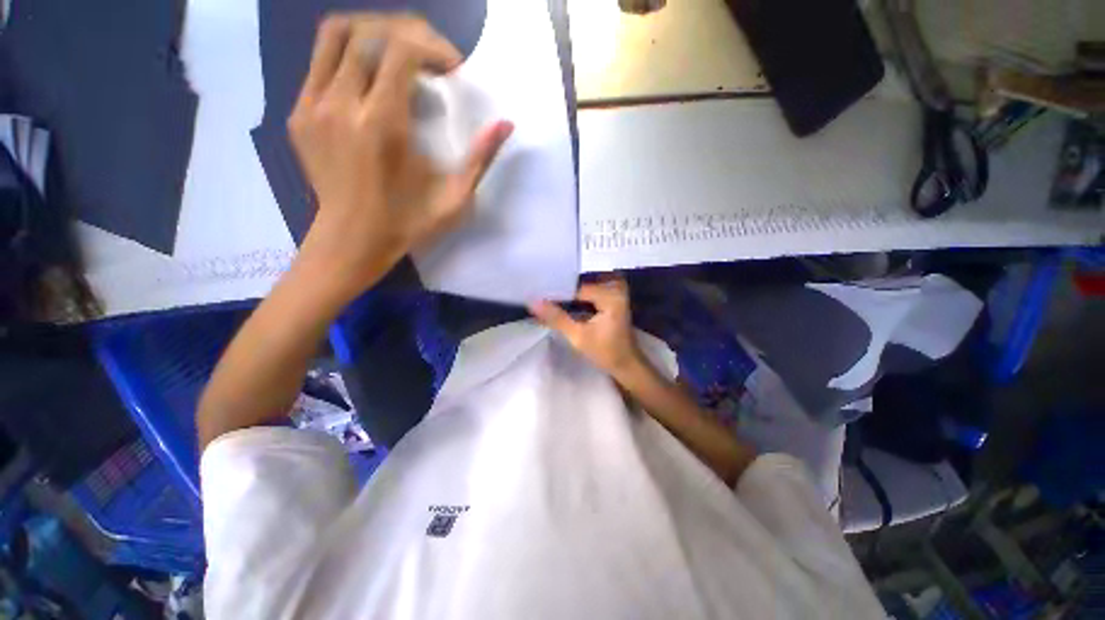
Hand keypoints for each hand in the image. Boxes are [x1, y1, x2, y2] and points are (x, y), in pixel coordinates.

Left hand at [288, 14, 512, 299]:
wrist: (353, 239)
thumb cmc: (409, 222)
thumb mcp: (455, 198)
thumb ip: (480, 159)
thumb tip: (506, 124)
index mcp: (383, 126)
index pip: (401, 50)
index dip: (432, 46)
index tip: (452, 69)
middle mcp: (341, 104)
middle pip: (369, 31)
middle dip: (408, 32)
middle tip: (432, 56)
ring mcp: (312, 105)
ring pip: (337, 34)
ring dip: (375, 32)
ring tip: (400, 53)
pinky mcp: (299, 112)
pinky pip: (321, 60)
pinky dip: (351, 53)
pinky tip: (373, 77)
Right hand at [528, 278, 644, 379]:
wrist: (627, 365)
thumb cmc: (606, 353)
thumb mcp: (578, 337)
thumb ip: (556, 318)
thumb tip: (533, 302)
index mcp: (611, 295)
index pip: (577, 287)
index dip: (557, 291)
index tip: (537, 294)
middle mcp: (616, 288)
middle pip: (581, 283)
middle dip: (562, 289)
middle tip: (541, 294)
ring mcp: (616, 292)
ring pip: (585, 286)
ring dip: (569, 292)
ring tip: (548, 297)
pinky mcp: (613, 298)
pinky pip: (591, 291)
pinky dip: (578, 296)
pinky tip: (563, 302)